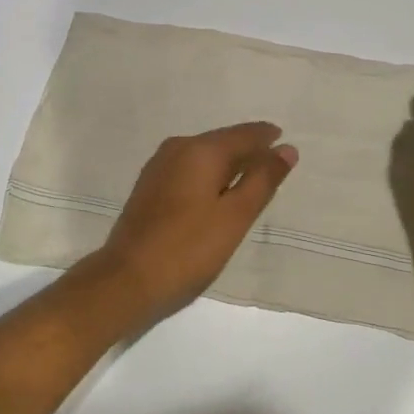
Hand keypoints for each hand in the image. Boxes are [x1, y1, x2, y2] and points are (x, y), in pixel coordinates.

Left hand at [91, 123, 298, 319]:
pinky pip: (188, 169)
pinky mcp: (149, 187)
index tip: (285, 140)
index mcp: (200, 150)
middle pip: (221, 141)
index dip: (266, 137)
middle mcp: (177, 149)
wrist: (127, 279)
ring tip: (251, 177)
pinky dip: (208, 175)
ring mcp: (158, 167)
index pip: (242, 134)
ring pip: (203, 155)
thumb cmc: (188, 249)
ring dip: (228, 162)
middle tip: (273, 161)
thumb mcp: (235, 216)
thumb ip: (262, 180)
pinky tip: (217, 191)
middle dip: (247, 149)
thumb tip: (286, 148)